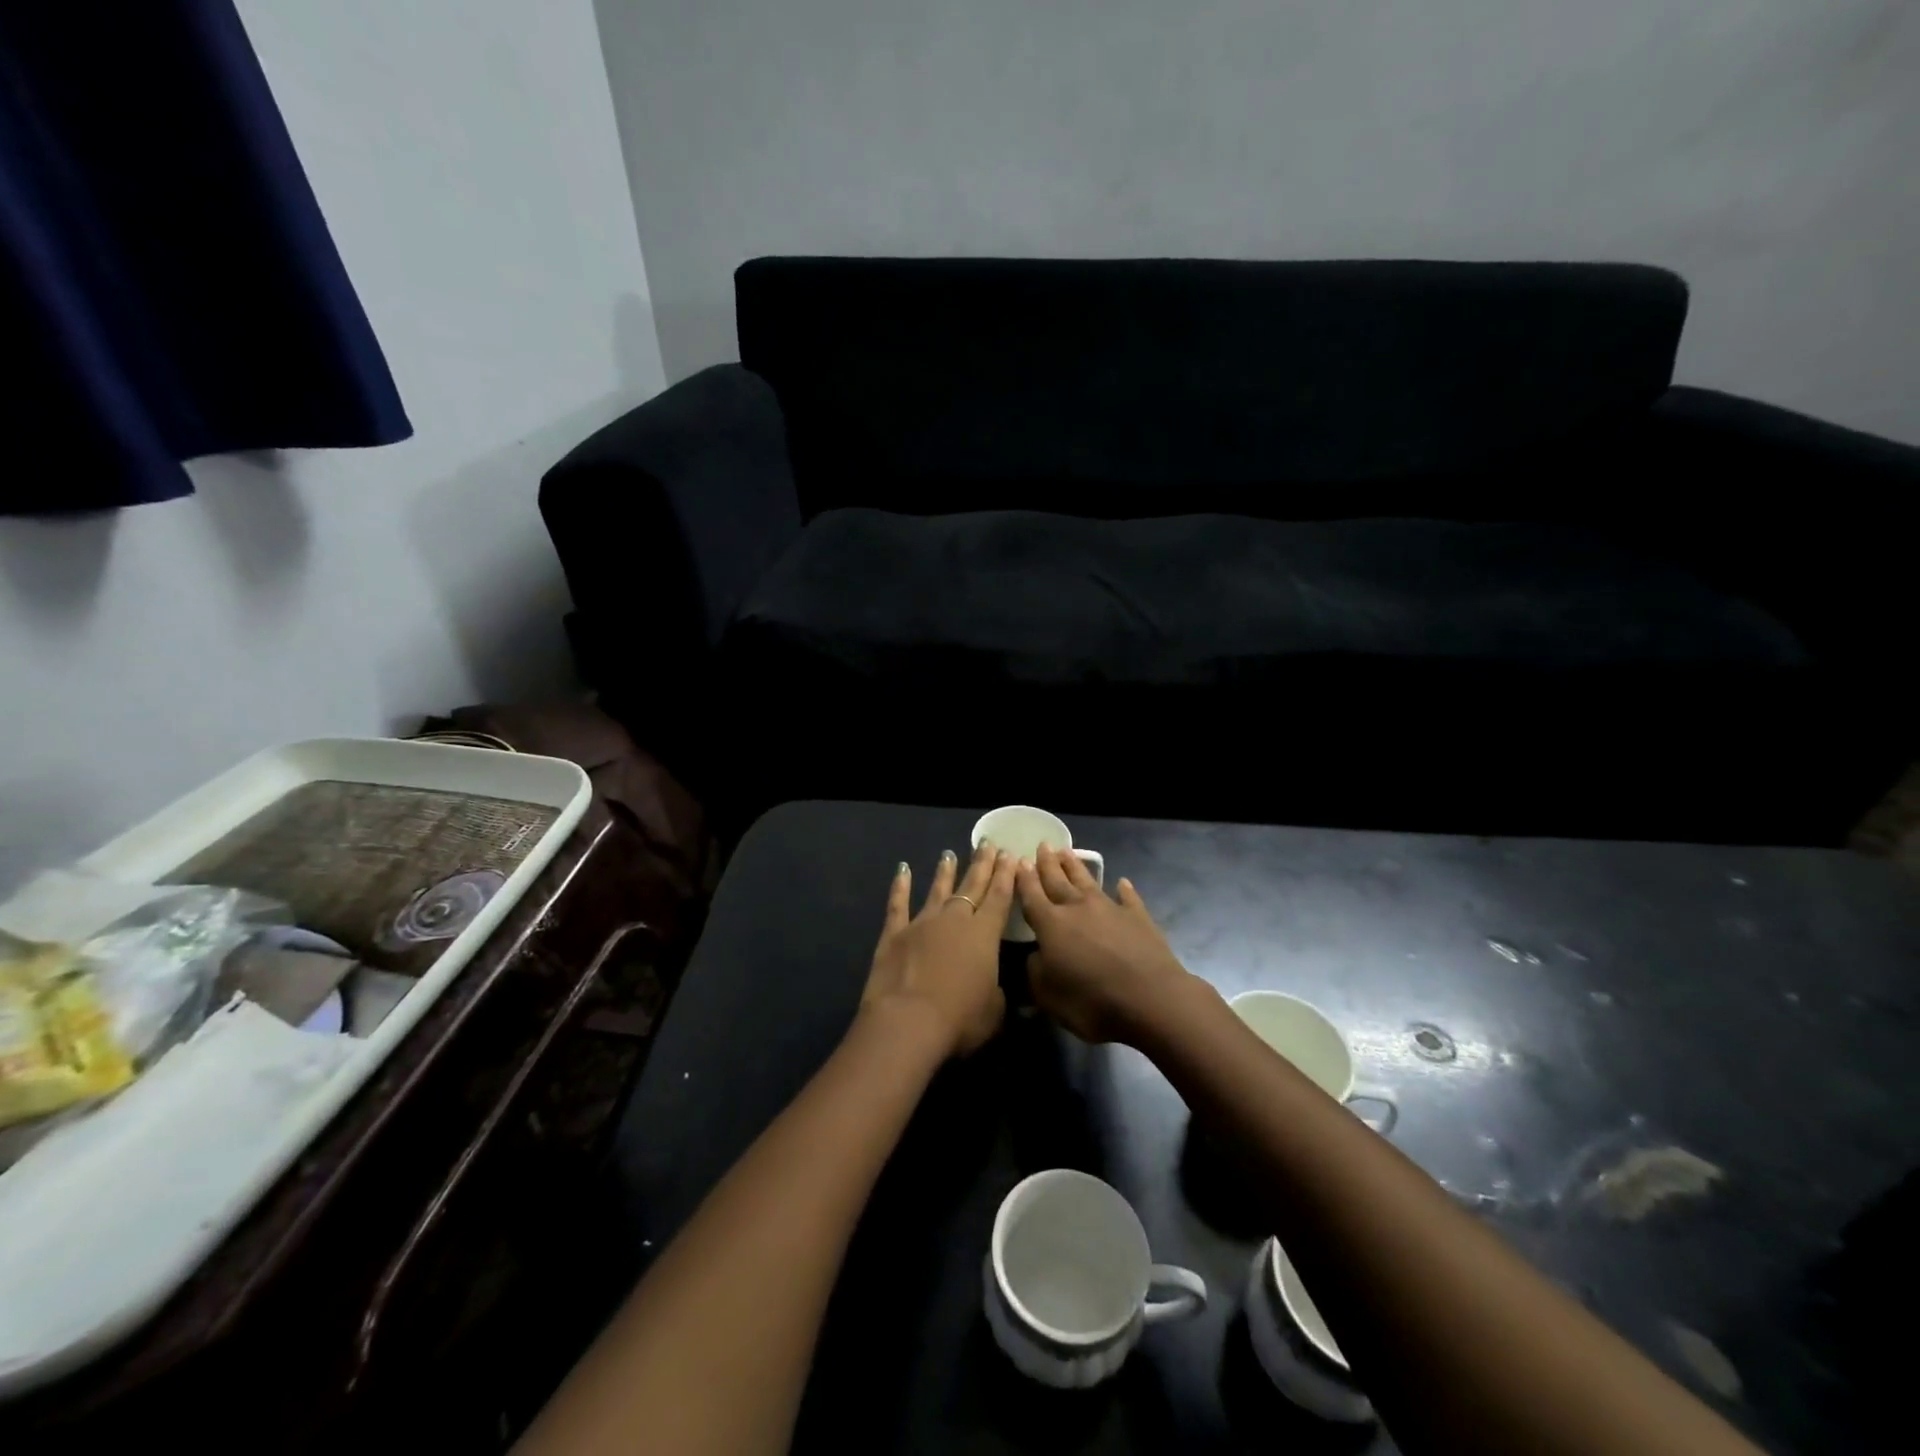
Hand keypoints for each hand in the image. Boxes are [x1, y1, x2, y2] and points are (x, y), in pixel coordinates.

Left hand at [861, 843, 1017, 1056]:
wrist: (908, 1021)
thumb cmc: (960, 1019)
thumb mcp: (994, 1012)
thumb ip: (997, 994)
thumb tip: (996, 989)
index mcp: (984, 934)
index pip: (999, 897)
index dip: (1006, 876)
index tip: (1010, 855)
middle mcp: (955, 920)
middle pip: (972, 886)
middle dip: (982, 865)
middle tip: (989, 844)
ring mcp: (922, 923)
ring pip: (938, 890)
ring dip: (946, 872)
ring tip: (950, 853)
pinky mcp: (894, 933)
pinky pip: (898, 904)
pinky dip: (900, 886)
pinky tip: (903, 869)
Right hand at [1016, 844, 1195, 1044]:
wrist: (1151, 998)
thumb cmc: (1092, 1001)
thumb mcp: (1049, 997)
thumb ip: (1035, 973)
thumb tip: (1034, 956)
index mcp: (1051, 924)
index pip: (1031, 895)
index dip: (1023, 879)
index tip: (1018, 860)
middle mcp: (1078, 908)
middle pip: (1058, 880)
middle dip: (1047, 863)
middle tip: (1042, 845)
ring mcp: (1110, 909)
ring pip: (1087, 881)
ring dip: (1075, 867)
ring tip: (1066, 852)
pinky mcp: (1138, 917)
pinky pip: (1128, 898)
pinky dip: (1124, 890)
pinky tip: (1122, 883)